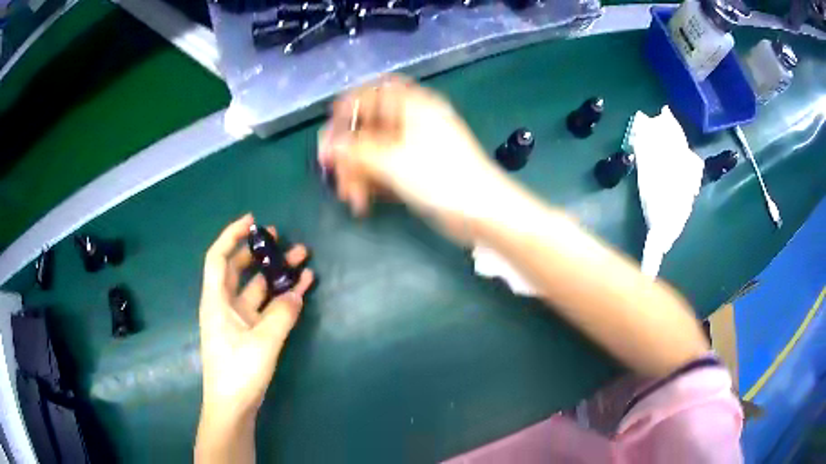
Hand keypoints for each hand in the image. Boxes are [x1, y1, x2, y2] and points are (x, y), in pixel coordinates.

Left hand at [198, 214, 313, 425]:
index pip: (218, 258)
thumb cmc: (238, 372)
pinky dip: (281, 298)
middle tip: (281, 238)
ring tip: (301, 259)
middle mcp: (224, 305)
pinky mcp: (250, 333)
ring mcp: (238, 319)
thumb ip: (282, 315)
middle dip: (258, 251)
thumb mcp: (262, 342)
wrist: (233, 407)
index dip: (232, 235)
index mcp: (216, 301)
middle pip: (238, 268)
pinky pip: (266, 308)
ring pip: (256, 288)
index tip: (253, 221)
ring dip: (275, 274)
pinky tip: (301, 289)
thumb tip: (297, 294)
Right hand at [319, 75, 508, 240]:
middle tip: (334, 177)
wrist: (482, 211)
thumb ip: (355, 150)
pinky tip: (364, 204)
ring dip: (358, 174)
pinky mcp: (416, 170)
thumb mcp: (392, 160)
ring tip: (352, 200)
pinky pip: (385, 170)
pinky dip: (372, 184)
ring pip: (374, 151)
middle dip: (348, 153)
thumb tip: (327, 144)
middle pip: (368, 126)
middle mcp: (412, 121)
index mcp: (412, 106)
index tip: (329, 133)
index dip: (347, 108)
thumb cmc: (440, 177)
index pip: (372, 93)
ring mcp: (414, 147)